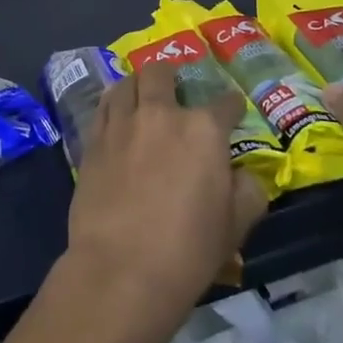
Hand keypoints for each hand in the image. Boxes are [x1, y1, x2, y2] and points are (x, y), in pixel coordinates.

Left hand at [64, 62, 269, 324]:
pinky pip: (103, 107)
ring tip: (142, 94)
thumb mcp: (237, 226)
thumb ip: (248, 191)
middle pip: (162, 74)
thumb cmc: (188, 250)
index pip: (224, 103)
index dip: (232, 105)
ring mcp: (121, 124)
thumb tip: (243, 175)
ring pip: (126, 83)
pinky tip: (117, 115)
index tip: (233, 110)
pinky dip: (113, 104)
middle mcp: (160, 114)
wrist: (121, 269)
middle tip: (176, 87)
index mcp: (203, 130)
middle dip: (172, 75)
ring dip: (138, 84)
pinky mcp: (93, 140)